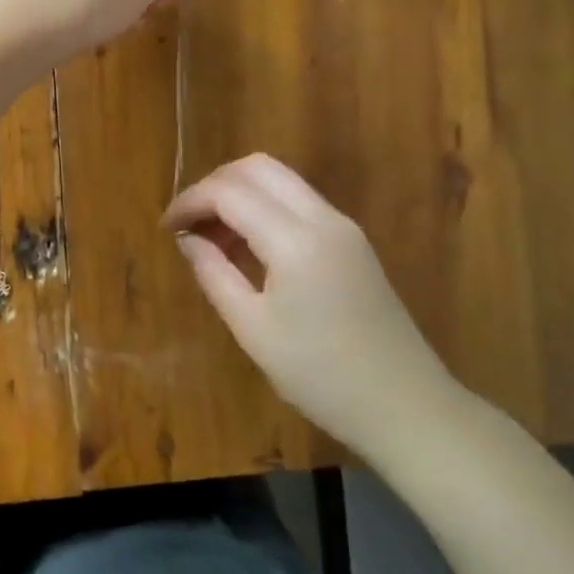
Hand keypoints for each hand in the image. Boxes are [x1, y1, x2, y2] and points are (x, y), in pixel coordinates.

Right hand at [163, 154, 463, 460]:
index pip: (229, 191)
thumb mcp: (253, 330)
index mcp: (294, 240)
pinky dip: (264, 207)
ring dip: (240, 193)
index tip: (166, 227)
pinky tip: (248, 245)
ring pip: (280, 179)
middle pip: (257, 167)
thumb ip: (214, 274)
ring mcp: (342, 226)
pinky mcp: (352, 240)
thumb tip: (187, 239)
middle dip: (214, 185)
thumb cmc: (321, 377)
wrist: (408, 407)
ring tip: (213, 236)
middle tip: (189, 222)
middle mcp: (322, 217)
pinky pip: (298, 201)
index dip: (190, 201)